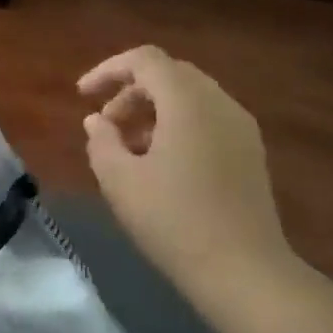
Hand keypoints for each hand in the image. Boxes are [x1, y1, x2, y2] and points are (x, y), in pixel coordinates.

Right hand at [78, 47, 292, 293]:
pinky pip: (207, 119)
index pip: (146, 60)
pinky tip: (160, 164)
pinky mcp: (250, 153)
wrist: (243, 272)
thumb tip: (97, 121)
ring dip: (153, 110)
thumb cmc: (173, 221)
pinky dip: (177, 125)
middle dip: (131, 90)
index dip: (108, 70)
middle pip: (170, 74)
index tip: (82, 96)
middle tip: (105, 123)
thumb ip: (101, 141)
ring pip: (190, 97)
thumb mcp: (119, 181)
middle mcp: (220, 104)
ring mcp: (241, 128)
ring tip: (128, 147)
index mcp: (188, 102)